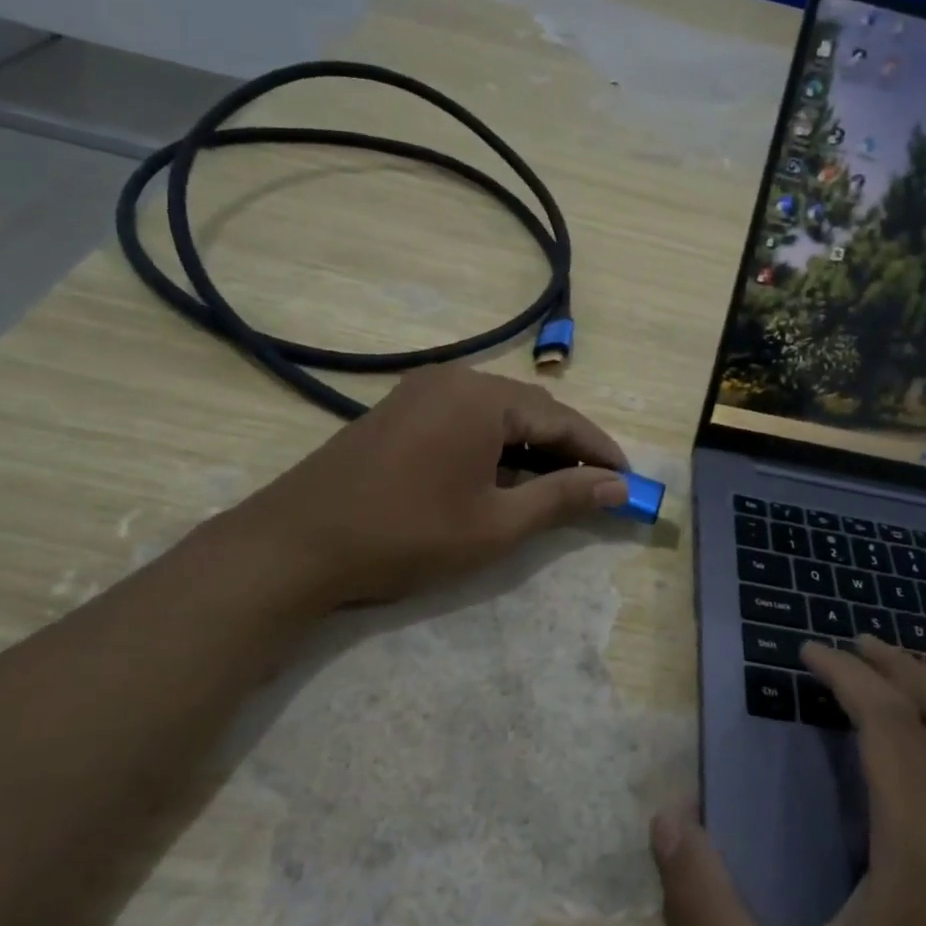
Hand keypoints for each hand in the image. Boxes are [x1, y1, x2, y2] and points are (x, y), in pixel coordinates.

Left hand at [240, 365, 629, 609]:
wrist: (295, 545)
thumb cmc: (406, 535)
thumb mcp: (496, 525)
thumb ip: (561, 498)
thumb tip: (618, 486)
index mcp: (483, 397)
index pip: (562, 419)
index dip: (600, 452)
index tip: (630, 482)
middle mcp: (454, 379)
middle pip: (530, 410)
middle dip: (566, 451)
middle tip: (596, 491)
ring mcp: (420, 392)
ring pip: (497, 416)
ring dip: (529, 450)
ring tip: (553, 490)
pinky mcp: (398, 411)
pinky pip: (464, 421)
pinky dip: (492, 448)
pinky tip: (500, 479)